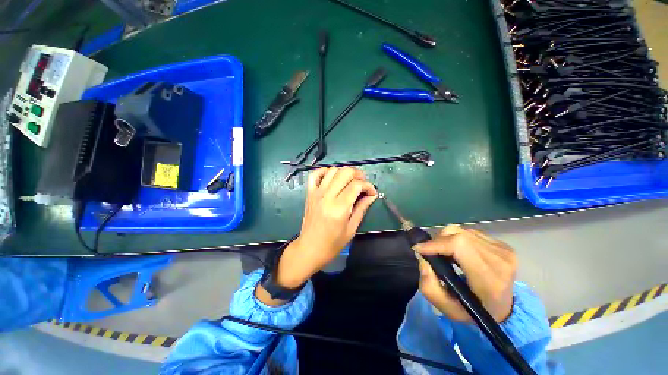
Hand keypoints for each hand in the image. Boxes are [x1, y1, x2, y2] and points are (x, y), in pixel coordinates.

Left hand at [257, 167, 377, 304]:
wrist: (310, 248)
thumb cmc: (333, 243)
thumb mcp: (351, 229)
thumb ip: (362, 208)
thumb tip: (372, 195)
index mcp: (339, 208)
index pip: (356, 185)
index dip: (368, 186)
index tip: (372, 192)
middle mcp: (327, 196)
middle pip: (345, 172)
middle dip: (358, 174)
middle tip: (363, 184)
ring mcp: (316, 193)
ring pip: (332, 170)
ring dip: (344, 172)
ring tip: (350, 181)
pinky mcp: (309, 193)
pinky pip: (315, 174)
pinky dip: (325, 171)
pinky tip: (333, 177)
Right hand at [414, 225, 516, 322]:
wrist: (502, 310)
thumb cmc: (473, 312)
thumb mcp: (447, 309)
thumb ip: (430, 286)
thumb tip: (424, 260)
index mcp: (489, 279)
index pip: (459, 246)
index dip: (436, 243)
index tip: (419, 249)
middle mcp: (500, 260)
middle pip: (458, 234)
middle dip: (438, 241)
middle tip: (432, 254)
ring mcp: (503, 250)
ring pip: (462, 230)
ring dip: (447, 239)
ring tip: (446, 254)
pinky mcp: (502, 244)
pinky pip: (469, 232)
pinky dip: (457, 239)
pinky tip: (459, 252)